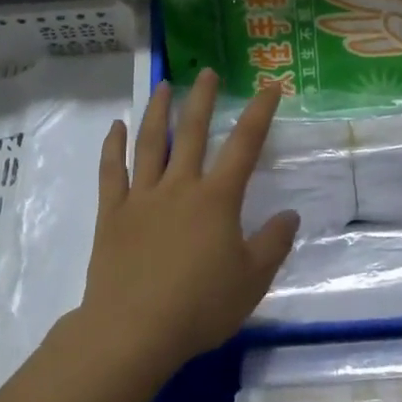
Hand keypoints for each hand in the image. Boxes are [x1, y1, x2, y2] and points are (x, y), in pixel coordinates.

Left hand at [79, 70, 298, 372]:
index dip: (259, 113)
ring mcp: (142, 197)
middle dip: (202, 99)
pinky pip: (111, 172)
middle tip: (206, 71)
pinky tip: (114, 127)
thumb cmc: (199, 306)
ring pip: (149, 143)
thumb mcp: (251, 280)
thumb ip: (273, 244)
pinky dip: (112, 146)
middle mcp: (179, 187)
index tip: (269, 86)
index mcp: (217, 199)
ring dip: (157, 112)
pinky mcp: (112, 213)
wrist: (134, 330)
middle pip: (192, 132)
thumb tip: (290, 214)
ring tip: (163, 86)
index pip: (244, 146)